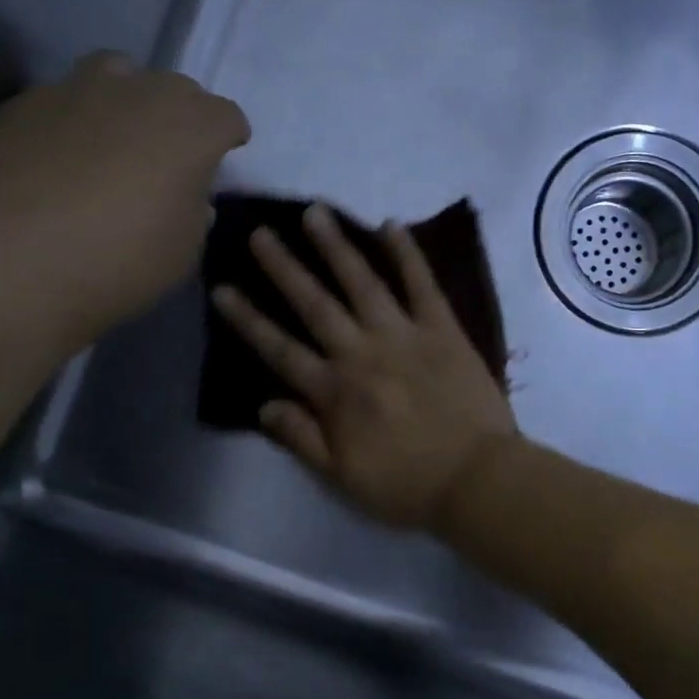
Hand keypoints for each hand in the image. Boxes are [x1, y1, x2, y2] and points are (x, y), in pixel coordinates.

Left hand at [0, 51, 248, 330]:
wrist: (15, 261)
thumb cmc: (123, 261)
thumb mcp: (184, 251)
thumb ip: (194, 212)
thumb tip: (187, 196)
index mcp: (190, 126)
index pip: (225, 116)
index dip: (228, 135)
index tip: (224, 154)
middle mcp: (137, 91)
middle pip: (173, 88)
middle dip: (179, 116)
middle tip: (169, 154)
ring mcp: (73, 90)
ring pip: (113, 75)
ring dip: (123, 100)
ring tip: (112, 139)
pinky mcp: (20, 105)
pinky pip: (59, 104)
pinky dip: (69, 125)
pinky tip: (56, 162)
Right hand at [212, 204, 517, 530]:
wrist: (476, 480)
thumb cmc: (406, 485)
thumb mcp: (342, 477)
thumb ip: (301, 438)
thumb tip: (263, 405)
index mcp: (334, 392)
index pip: (280, 350)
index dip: (248, 320)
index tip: (222, 288)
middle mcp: (361, 353)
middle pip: (315, 304)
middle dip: (284, 268)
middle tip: (260, 233)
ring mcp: (404, 336)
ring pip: (362, 283)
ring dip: (336, 247)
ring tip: (315, 213)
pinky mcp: (443, 330)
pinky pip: (423, 285)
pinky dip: (407, 254)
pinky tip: (391, 226)